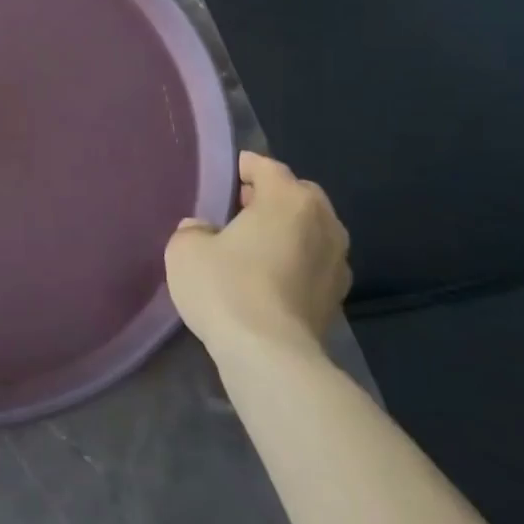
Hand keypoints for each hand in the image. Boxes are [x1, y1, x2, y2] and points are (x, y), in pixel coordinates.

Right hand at [165, 150, 350, 365]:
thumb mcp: (186, 248)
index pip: (267, 167)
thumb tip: (205, 231)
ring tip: (254, 245)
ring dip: (287, 231)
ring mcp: (338, 262)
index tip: (226, 175)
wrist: (270, 356)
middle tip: (239, 209)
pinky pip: (313, 263)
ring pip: (311, 231)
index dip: (244, 167)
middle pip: (298, 195)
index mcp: (289, 199)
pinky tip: (268, 278)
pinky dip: (295, 262)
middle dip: (272, 197)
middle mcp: (324, 223)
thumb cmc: (226, 286)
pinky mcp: (337, 298)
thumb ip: (195, 229)